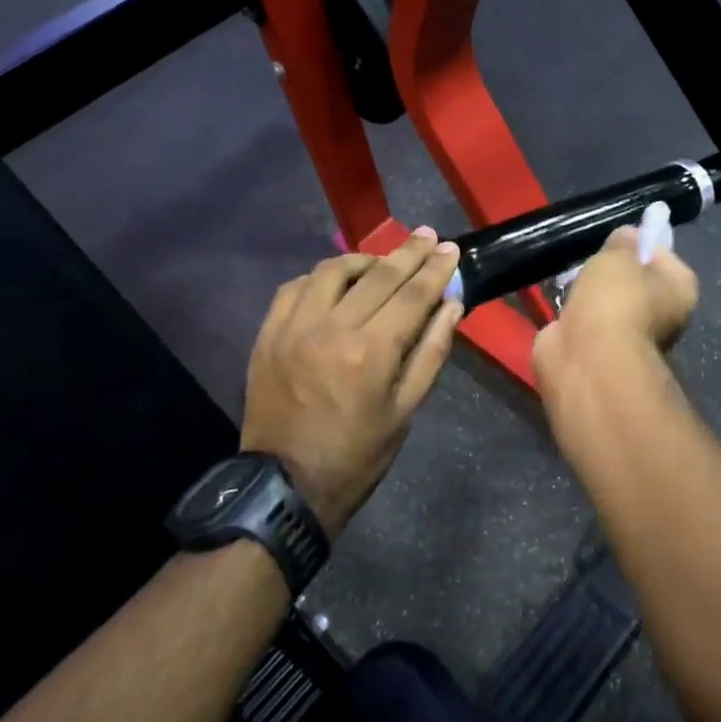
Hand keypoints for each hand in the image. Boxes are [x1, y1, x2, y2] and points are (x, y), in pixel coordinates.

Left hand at [241, 228, 463, 538]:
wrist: (285, 486)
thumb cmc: (357, 455)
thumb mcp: (406, 411)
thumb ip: (431, 352)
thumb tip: (452, 305)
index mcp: (371, 353)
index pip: (413, 295)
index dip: (435, 268)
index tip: (450, 248)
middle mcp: (332, 329)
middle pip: (378, 275)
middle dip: (408, 252)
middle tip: (427, 235)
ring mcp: (294, 328)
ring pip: (332, 271)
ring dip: (363, 259)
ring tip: (382, 261)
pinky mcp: (268, 334)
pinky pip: (295, 287)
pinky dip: (320, 277)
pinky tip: (335, 282)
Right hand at [532, 225, 698, 392]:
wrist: (588, 357)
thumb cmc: (615, 298)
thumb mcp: (619, 255)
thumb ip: (623, 241)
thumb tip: (628, 236)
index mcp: (680, 290)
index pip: (664, 255)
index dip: (641, 243)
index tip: (617, 238)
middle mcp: (664, 315)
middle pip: (636, 281)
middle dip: (612, 270)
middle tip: (591, 258)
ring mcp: (632, 336)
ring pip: (610, 302)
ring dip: (591, 292)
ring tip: (570, 278)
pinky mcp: (601, 350)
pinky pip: (589, 320)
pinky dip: (576, 313)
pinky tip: (561, 300)